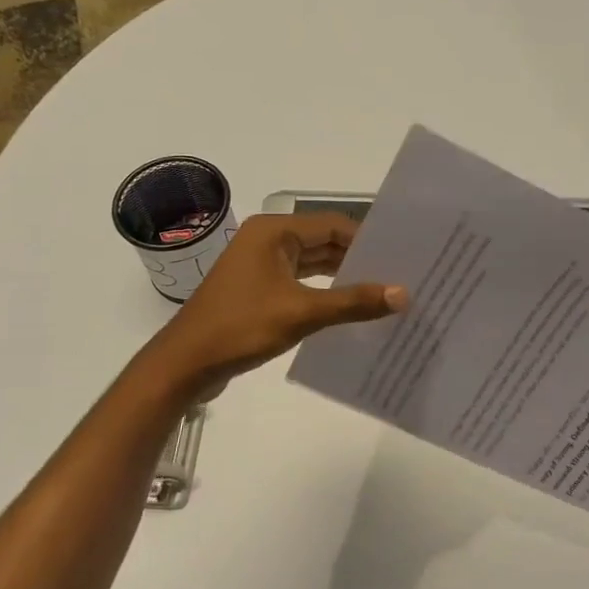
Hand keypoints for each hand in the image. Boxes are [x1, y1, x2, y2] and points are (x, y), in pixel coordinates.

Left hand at [152, 213, 405, 391]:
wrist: (185, 364)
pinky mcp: (259, 289)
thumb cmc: (241, 327)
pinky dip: (324, 292)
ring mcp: (261, 265)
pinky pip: (301, 282)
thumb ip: (354, 301)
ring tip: (384, 292)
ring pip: (313, 263)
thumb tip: (403, 293)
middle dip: (359, 259)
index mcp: (274, 232)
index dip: (368, 240)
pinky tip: (350, 308)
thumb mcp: (302, 313)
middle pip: (324, 242)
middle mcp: (268, 240)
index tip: (401, 256)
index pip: (333, 225)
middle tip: (400, 275)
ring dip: (343, 277)